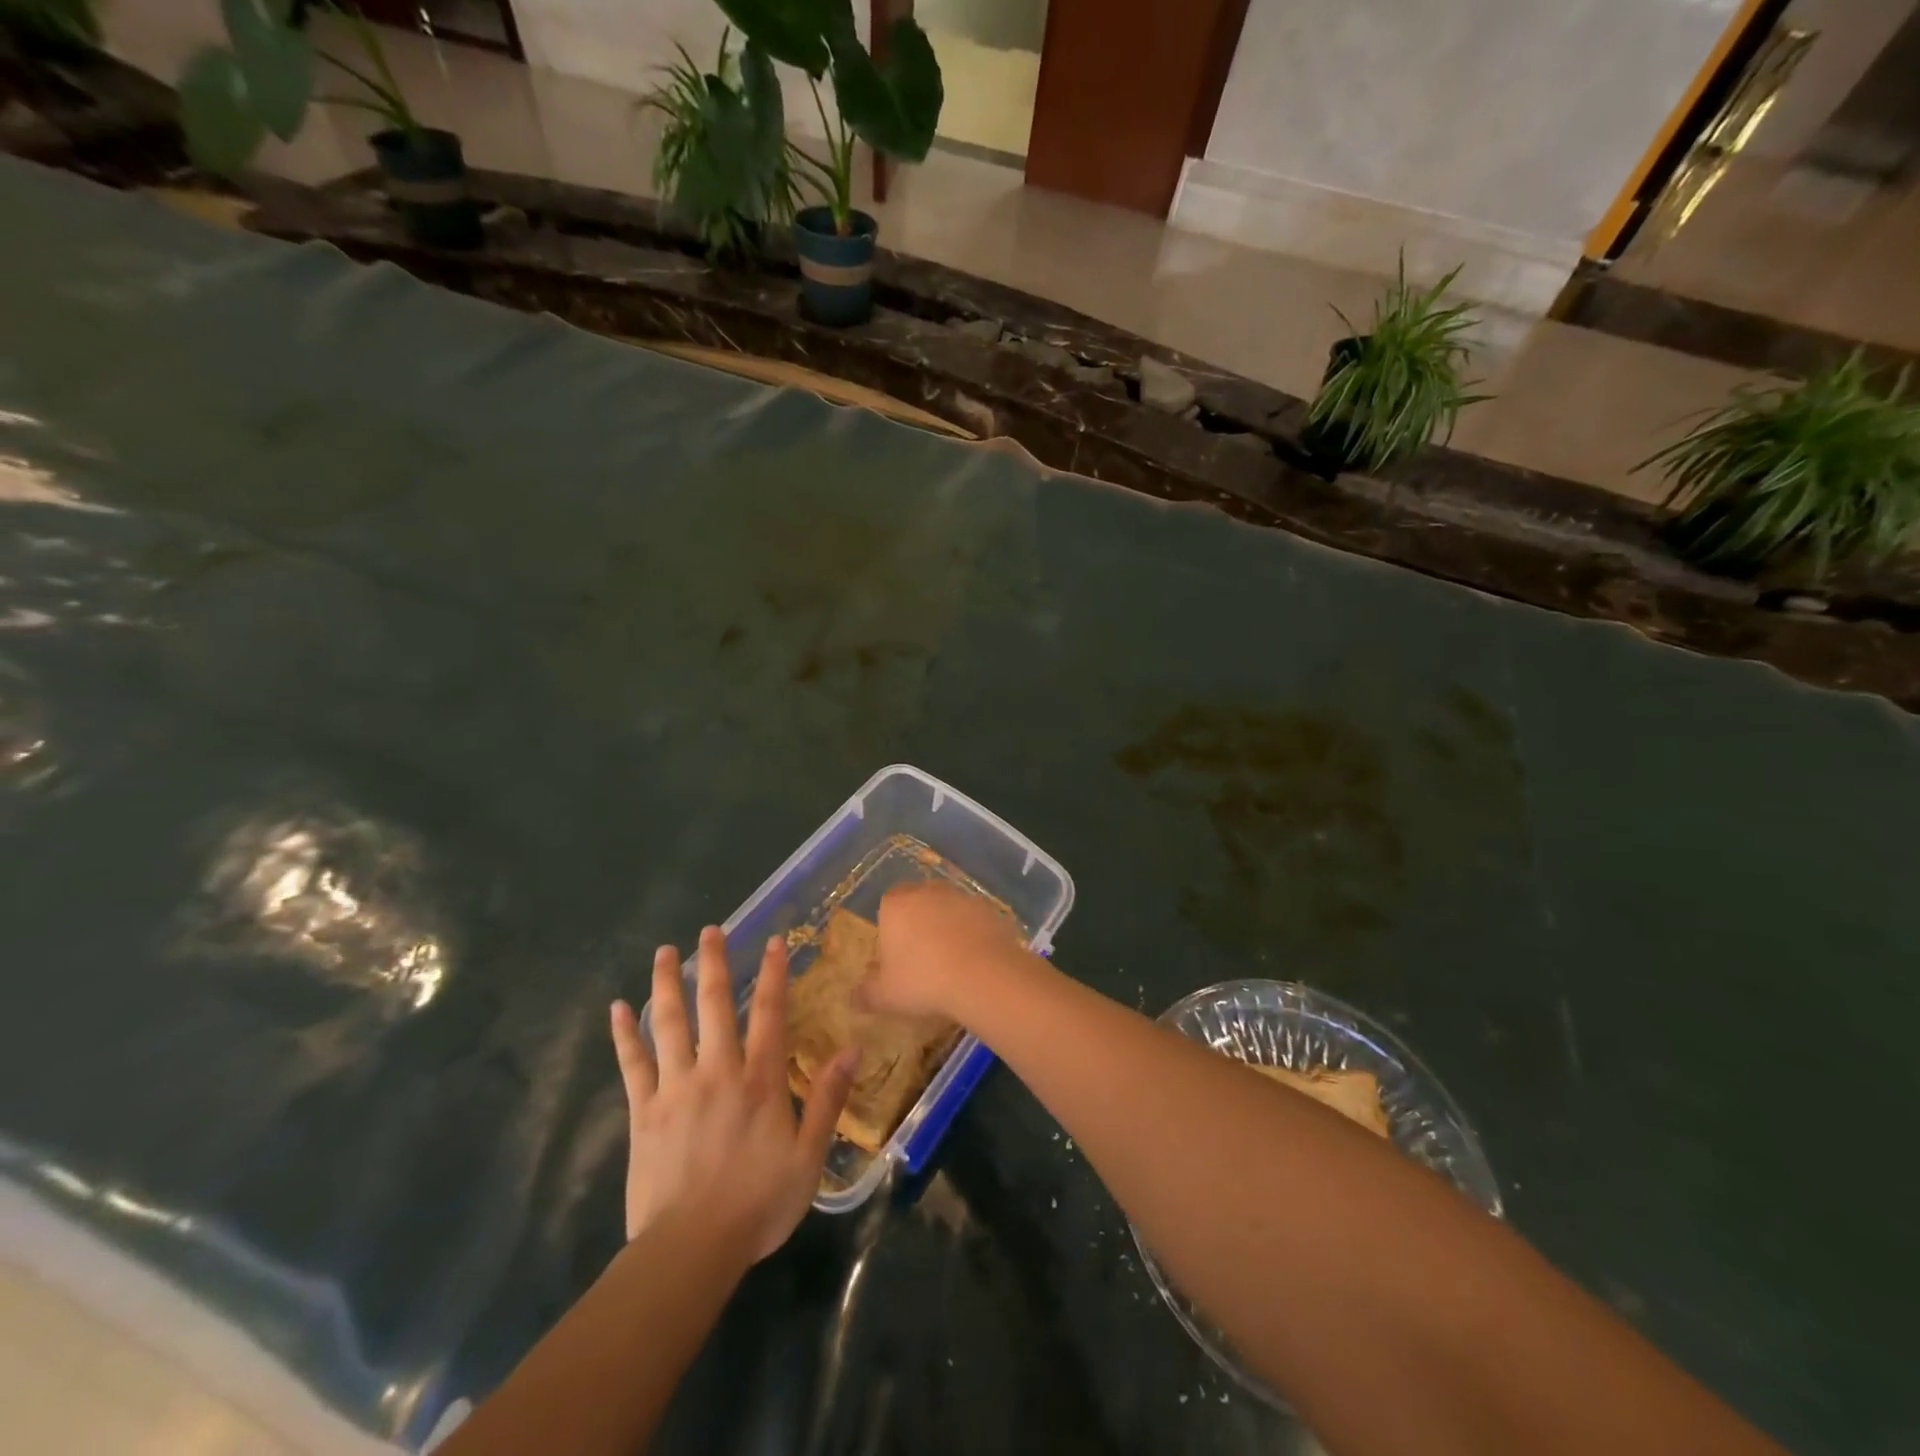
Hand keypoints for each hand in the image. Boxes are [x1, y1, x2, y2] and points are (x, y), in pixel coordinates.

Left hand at [610, 927, 857, 1262]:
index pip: (770, 1014)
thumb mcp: (808, 1156)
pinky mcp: (644, 1111)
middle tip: (710, 930)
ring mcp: (676, 1087)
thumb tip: (852, 1049)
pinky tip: (617, 1009)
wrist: (690, 1249)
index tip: (772, 941)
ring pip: (670, 1023)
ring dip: (668, 983)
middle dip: (716, 964)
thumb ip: (828, 1099)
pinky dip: (625, 1035)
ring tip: (666, 951)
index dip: (773, 975)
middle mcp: (718, 1070)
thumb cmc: (757, 1204)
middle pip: (716, 1005)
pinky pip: (633, 1064)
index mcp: (760, 1080)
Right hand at [867, 880, 1033, 1019]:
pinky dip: (972, 933)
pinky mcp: (989, 908)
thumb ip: (866, 993)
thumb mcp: (886, 996)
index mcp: (896, 904)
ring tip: (951, 962)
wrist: (983, 976)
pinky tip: (975, 960)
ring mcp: (961, 896)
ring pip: (948, 908)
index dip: (891, 929)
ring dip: (947, 927)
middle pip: (918, 902)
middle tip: (922, 958)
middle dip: (918, 923)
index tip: (896, 955)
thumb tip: (853, 997)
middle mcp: (927, 891)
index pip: (887, 906)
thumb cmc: (924, 981)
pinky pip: (973, 919)